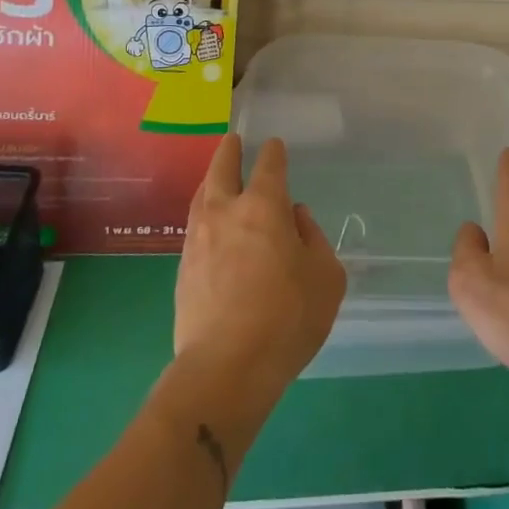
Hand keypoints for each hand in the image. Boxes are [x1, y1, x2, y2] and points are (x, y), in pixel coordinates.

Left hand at [174, 135, 346, 409]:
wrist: (225, 368)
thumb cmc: (287, 318)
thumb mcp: (326, 277)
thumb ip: (314, 239)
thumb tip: (296, 219)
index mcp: (264, 206)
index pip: (269, 165)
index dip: (274, 152)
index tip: (275, 146)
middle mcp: (226, 212)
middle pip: (222, 168)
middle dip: (229, 150)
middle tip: (233, 141)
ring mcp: (198, 239)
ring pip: (202, 195)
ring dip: (212, 180)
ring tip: (217, 178)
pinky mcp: (182, 269)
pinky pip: (194, 227)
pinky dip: (205, 215)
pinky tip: (210, 227)